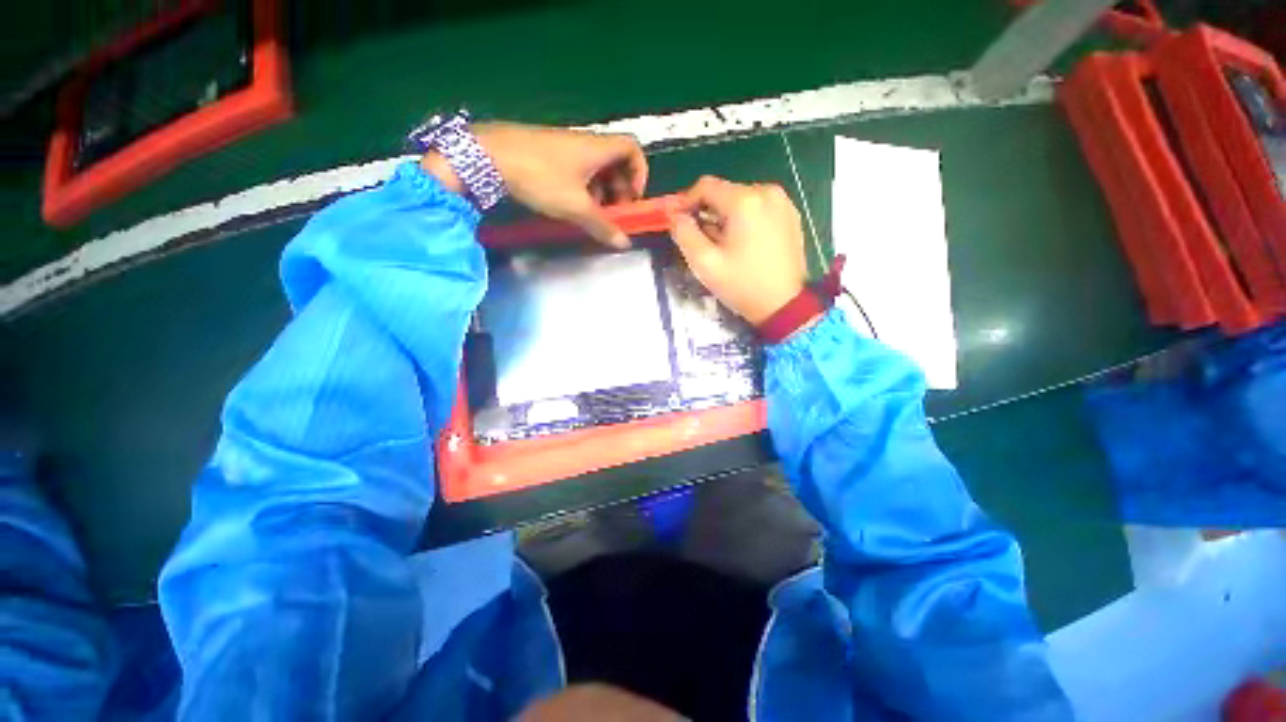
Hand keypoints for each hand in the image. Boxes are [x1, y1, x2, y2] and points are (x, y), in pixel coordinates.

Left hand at [422, 122, 647, 248]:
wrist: (489, 155)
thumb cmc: (541, 177)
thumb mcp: (576, 207)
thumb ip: (602, 226)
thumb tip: (624, 244)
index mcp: (597, 149)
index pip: (632, 149)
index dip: (640, 173)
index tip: (633, 198)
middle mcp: (585, 143)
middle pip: (615, 161)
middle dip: (621, 188)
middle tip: (615, 213)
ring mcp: (565, 147)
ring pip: (595, 167)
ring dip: (602, 191)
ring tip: (594, 215)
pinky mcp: (549, 154)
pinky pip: (577, 169)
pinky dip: (584, 188)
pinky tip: (573, 206)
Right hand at [668, 176, 808, 325]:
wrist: (784, 305)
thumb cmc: (742, 285)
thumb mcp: (705, 263)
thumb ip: (684, 234)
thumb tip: (675, 215)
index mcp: (744, 201)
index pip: (705, 186)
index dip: (686, 201)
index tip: (678, 222)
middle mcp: (766, 192)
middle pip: (724, 193)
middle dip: (708, 214)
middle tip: (703, 243)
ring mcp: (782, 202)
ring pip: (741, 201)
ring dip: (726, 218)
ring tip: (724, 247)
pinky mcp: (791, 215)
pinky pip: (758, 209)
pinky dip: (745, 221)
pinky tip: (744, 245)